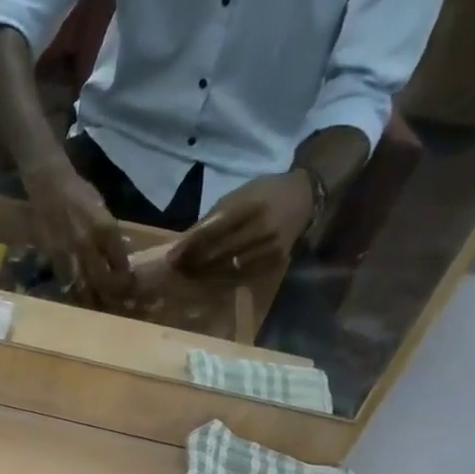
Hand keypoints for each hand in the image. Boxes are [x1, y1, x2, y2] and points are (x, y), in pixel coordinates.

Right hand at [23, 158, 134, 306]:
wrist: (50, 185)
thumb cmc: (79, 193)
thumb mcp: (103, 210)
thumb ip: (111, 234)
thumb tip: (119, 253)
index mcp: (107, 230)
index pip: (121, 263)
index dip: (126, 279)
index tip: (129, 287)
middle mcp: (89, 244)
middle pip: (103, 280)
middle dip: (110, 295)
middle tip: (116, 304)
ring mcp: (69, 252)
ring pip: (83, 284)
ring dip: (91, 297)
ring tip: (97, 306)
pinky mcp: (53, 256)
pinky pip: (65, 278)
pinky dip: (72, 288)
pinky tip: (76, 294)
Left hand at [171, 170, 314, 282]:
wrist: (304, 197)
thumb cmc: (262, 194)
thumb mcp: (235, 197)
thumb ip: (209, 220)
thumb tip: (181, 244)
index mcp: (250, 206)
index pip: (212, 231)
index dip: (189, 247)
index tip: (170, 258)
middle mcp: (262, 228)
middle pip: (219, 253)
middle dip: (193, 263)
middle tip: (175, 270)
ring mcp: (271, 247)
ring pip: (229, 269)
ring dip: (204, 275)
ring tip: (187, 276)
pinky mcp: (276, 261)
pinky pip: (243, 276)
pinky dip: (222, 279)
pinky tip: (208, 279)